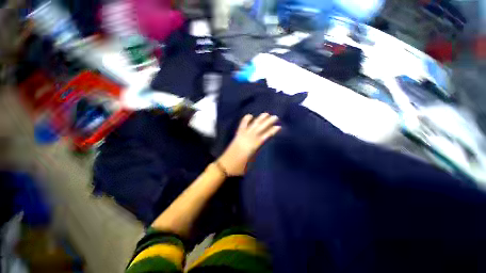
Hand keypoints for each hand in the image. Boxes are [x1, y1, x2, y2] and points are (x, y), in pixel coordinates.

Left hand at [217, 113, 280, 175]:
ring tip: (266, 114)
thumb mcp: (251, 163)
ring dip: (259, 119)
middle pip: (259, 129)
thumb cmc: (239, 167)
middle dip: (267, 122)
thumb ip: (257, 153)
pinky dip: (245, 120)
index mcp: (252, 147)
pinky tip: (249, 115)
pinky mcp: (237, 135)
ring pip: (252, 125)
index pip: (264, 137)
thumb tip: (263, 145)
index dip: (271, 131)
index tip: (278, 127)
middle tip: (275, 117)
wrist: (224, 166)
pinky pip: (241, 126)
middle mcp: (247, 139)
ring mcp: (241, 136)